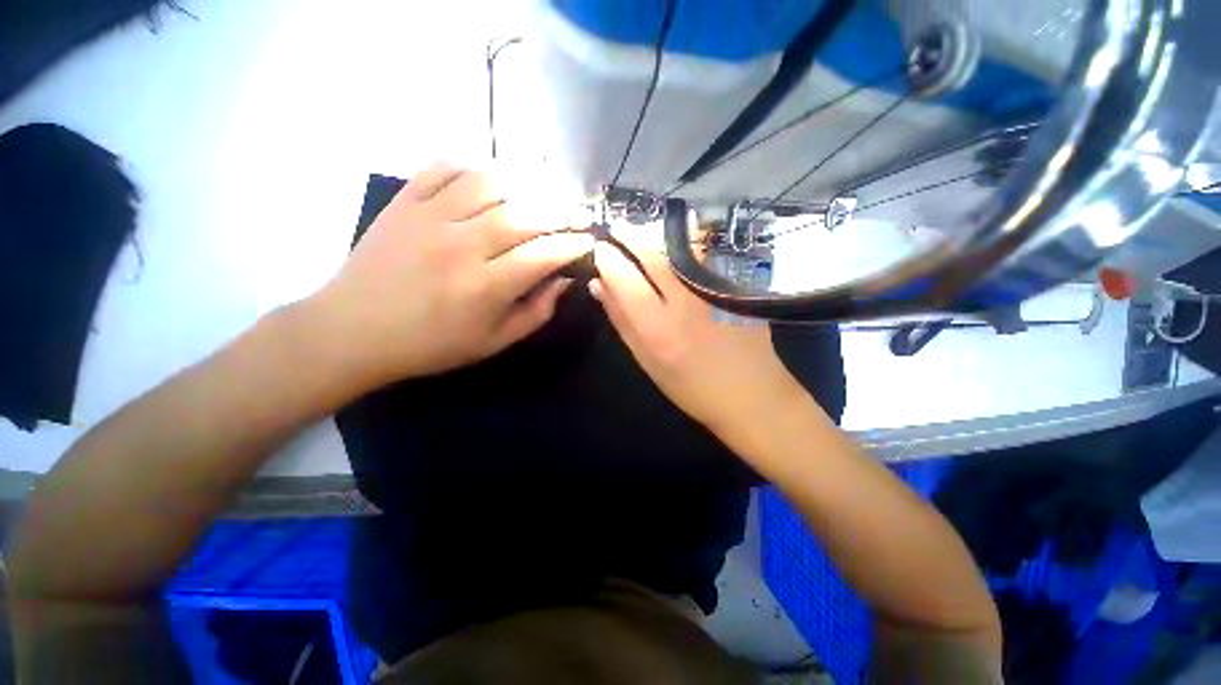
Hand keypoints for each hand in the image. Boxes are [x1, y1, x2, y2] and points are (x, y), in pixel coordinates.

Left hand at [305, 163, 593, 384]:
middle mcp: (462, 244)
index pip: (544, 254)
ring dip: (527, 185)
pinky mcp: (405, 201)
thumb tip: (564, 280)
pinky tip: (493, 180)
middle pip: (526, 214)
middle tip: (579, 215)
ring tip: (544, 195)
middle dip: (563, 212)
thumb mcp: (494, 342)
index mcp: (486, 287)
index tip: (590, 242)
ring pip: (491, 183)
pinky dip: (476, 166)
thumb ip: (536, 312)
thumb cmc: (432, 345)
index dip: (574, 245)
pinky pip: (446, 167)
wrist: (353, 330)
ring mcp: (430, 216)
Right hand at [589, 227, 806, 433]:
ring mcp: (712, 289)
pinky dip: (681, 246)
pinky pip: (701, 254)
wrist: (750, 393)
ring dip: (654, 237)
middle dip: (629, 235)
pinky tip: (674, 250)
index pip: (624, 277)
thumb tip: (599, 284)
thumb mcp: (646, 360)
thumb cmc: (690, 386)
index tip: (600, 249)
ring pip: (677, 247)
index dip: (607, 257)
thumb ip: (621, 320)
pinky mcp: (733, 284)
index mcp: (657, 327)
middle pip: (651, 253)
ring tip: (640, 239)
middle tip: (617, 231)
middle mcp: (684, 301)